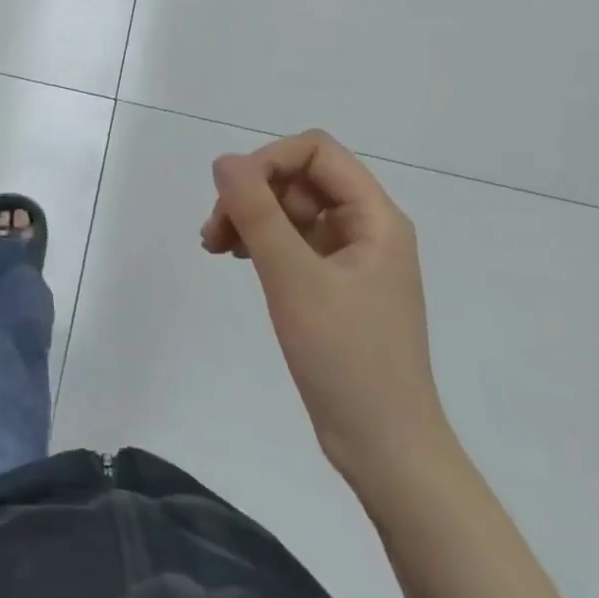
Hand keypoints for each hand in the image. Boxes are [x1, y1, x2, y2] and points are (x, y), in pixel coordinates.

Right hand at [201, 130, 454, 496]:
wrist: (384, 446)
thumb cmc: (346, 358)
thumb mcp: (294, 279)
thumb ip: (257, 213)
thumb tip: (224, 161)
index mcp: (375, 217)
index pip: (316, 151)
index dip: (268, 160)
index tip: (232, 198)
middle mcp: (367, 228)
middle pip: (300, 178)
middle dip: (252, 193)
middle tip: (214, 234)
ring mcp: (351, 258)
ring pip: (291, 210)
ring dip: (250, 217)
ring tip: (214, 248)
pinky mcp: (334, 286)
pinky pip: (293, 242)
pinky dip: (261, 242)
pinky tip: (236, 260)